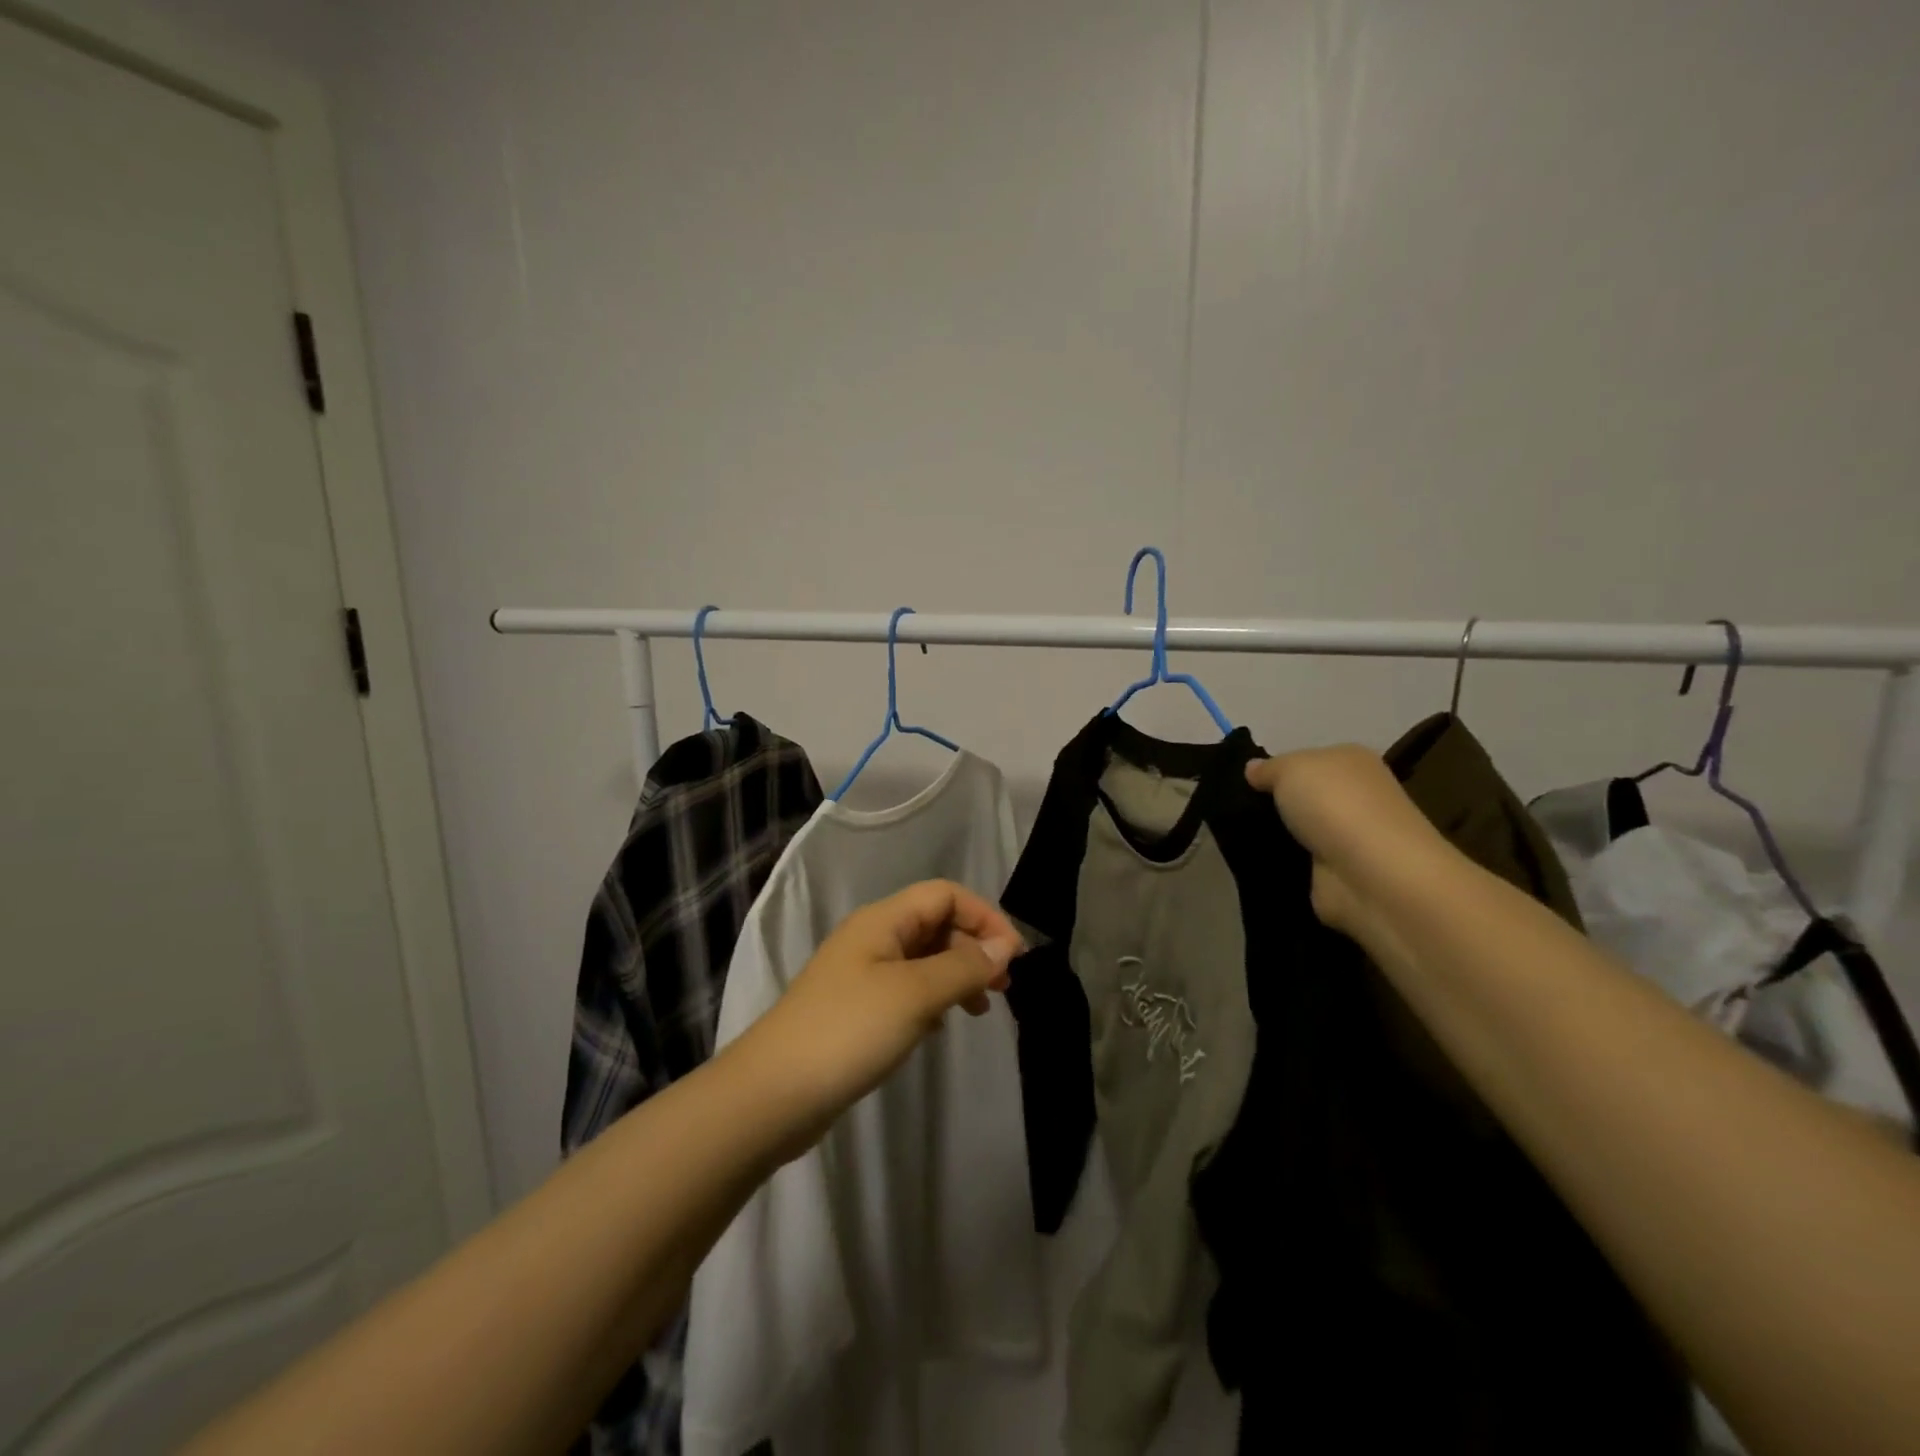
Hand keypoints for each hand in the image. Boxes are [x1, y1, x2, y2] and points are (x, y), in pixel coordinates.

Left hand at [734, 880, 1024, 1159]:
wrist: (773, 1095)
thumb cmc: (848, 1032)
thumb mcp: (915, 994)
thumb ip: (963, 967)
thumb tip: (1004, 948)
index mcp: (883, 921)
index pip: (945, 895)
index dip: (984, 917)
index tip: (1014, 958)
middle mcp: (873, 938)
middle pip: (935, 923)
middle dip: (974, 947)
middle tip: (1003, 988)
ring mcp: (862, 975)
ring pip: (923, 959)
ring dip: (957, 974)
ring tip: (980, 1009)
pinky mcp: (857, 1010)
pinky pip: (907, 990)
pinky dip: (933, 999)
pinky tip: (941, 1026)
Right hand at [1245, 745, 1450, 936]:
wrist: (1370, 875)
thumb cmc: (1335, 805)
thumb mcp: (1290, 768)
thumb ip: (1268, 768)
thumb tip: (1253, 769)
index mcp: (1351, 761)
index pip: (1307, 760)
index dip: (1276, 769)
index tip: (1244, 783)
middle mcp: (1356, 797)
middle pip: (1303, 796)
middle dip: (1273, 804)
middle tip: (1234, 809)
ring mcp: (1348, 838)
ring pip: (1299, 830)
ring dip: (1275, 835)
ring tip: (1237, 835)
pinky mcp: (1337, 874)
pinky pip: (1298, 862)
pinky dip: (1280, 863)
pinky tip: (1255, 860)